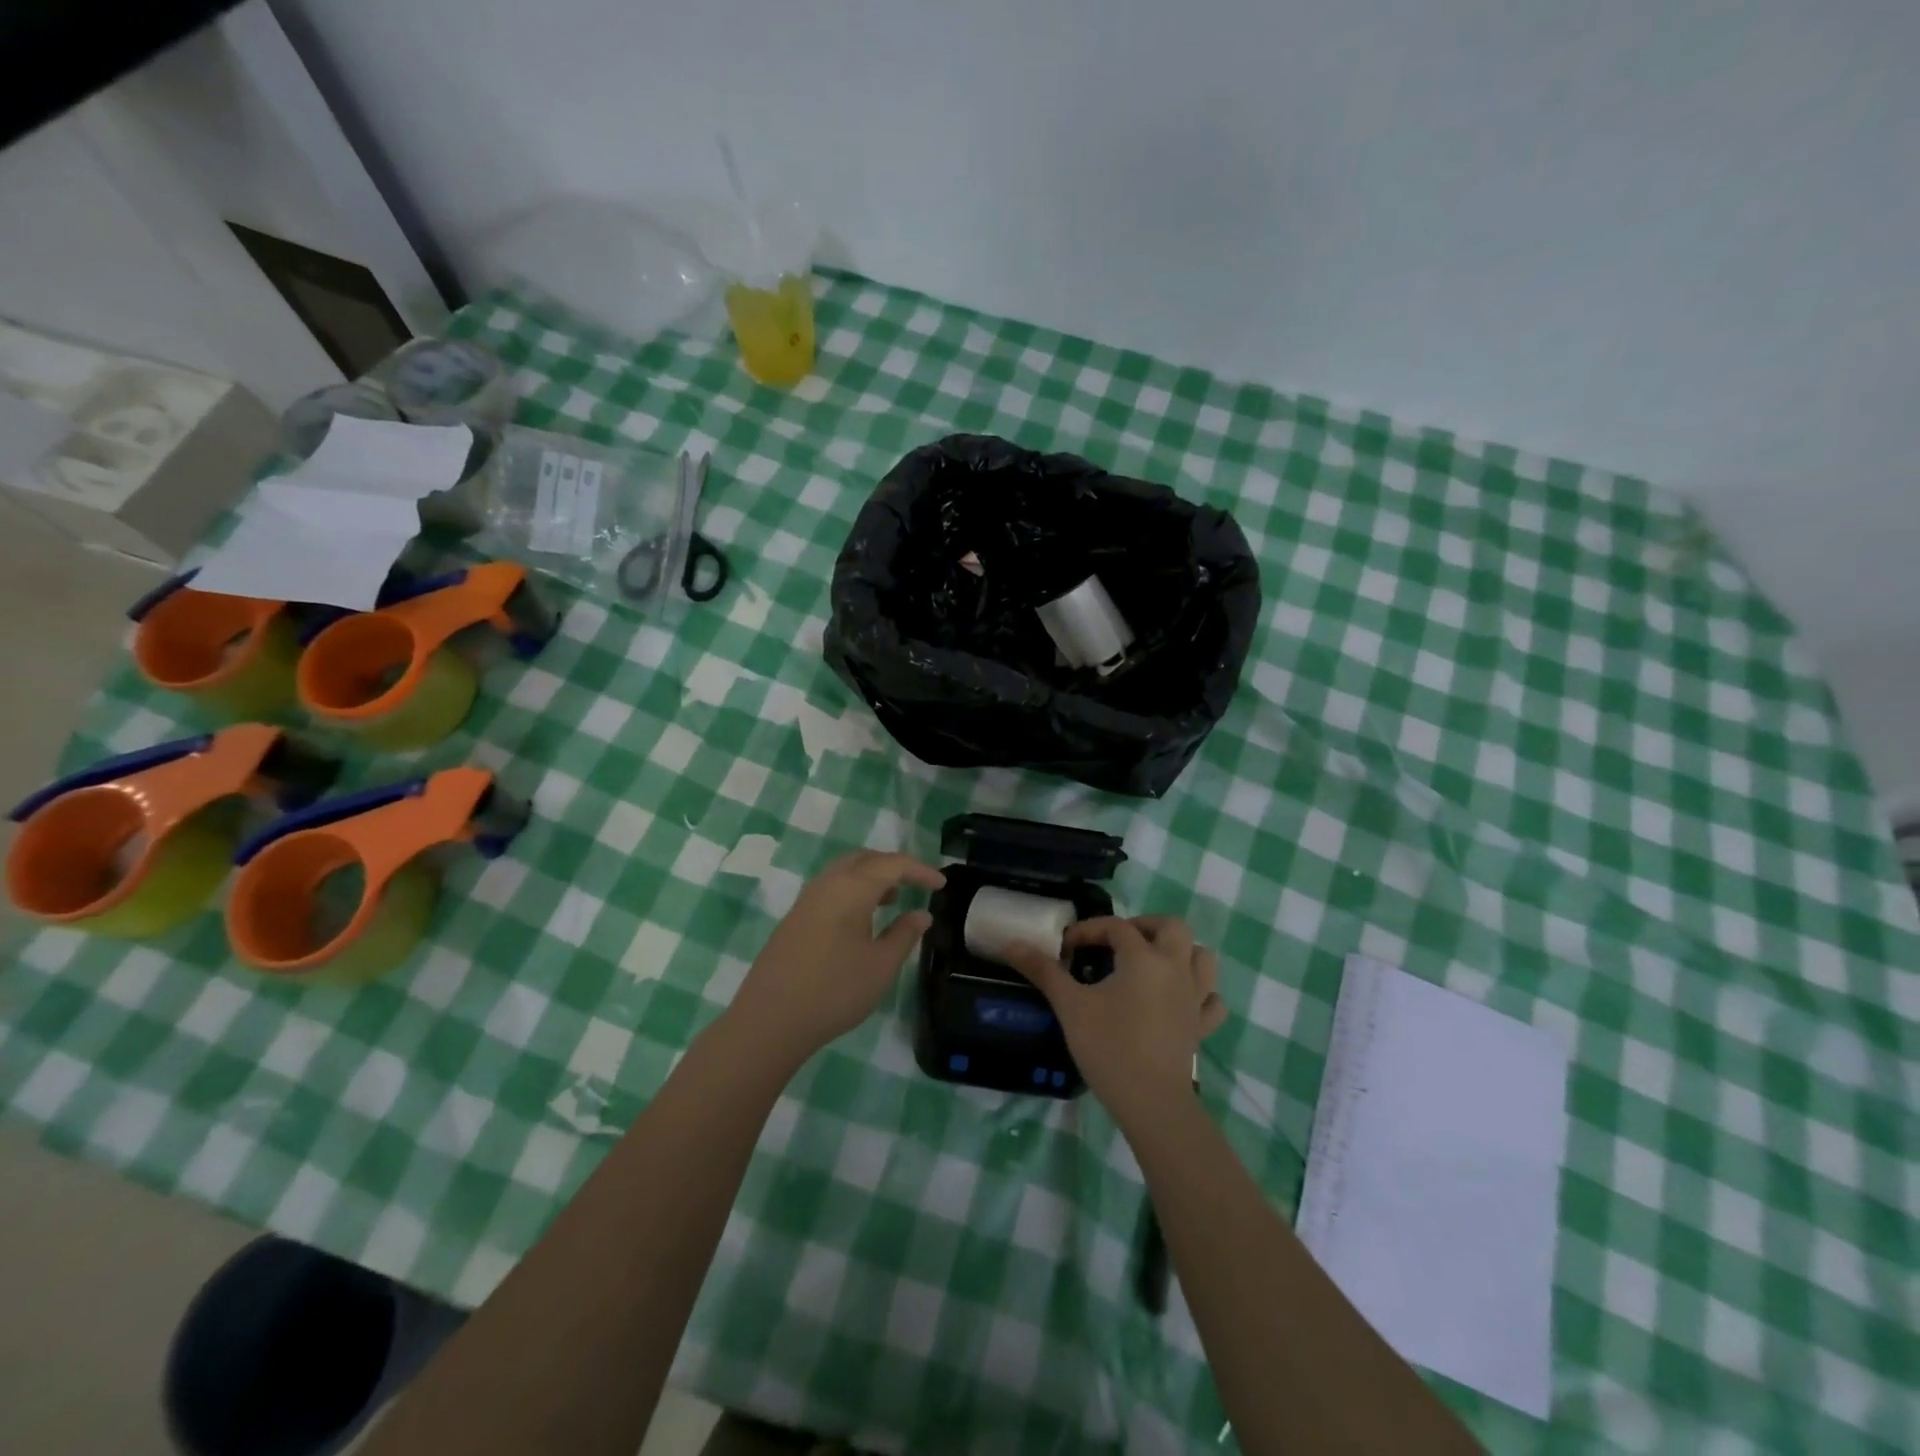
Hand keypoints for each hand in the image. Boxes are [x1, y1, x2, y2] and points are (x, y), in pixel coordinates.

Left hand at [729, 850, 945, 1063]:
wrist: (769, 1019)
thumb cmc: (834, 990)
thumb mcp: (881, 966)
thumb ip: (904, 935)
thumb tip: (921, 914)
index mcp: (852, 888)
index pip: (892, 864)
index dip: (920, 870)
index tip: (941, 885)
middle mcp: (827, 884)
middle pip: (865, 858)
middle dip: (893, 865)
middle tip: (916, 883)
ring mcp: (806, 900)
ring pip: (844, 871)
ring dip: (871, 876)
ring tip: (892, 899)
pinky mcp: (794, 918)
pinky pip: (830, 888)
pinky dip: (852, 890)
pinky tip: (860, 918)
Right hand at [1003, 916, 1226, 1121]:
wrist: (1151, 1102)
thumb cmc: (1109, 1046)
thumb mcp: (1070, 1006)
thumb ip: (1043, 971)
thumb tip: (1013, 943)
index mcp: (1144, 958)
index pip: (1116, 927)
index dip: (1088, 930)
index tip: (1066, 947)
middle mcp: (1175, 968)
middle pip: (1172, 927)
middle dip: (1145, 926)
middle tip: (1119, 942)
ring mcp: (1194, 998)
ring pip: (1201, 957)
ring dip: (1180, 951)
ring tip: (1152, 962)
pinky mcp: (1201, 1026)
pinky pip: (1211, 1000)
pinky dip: (1200, 993)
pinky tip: (1180, 1000)